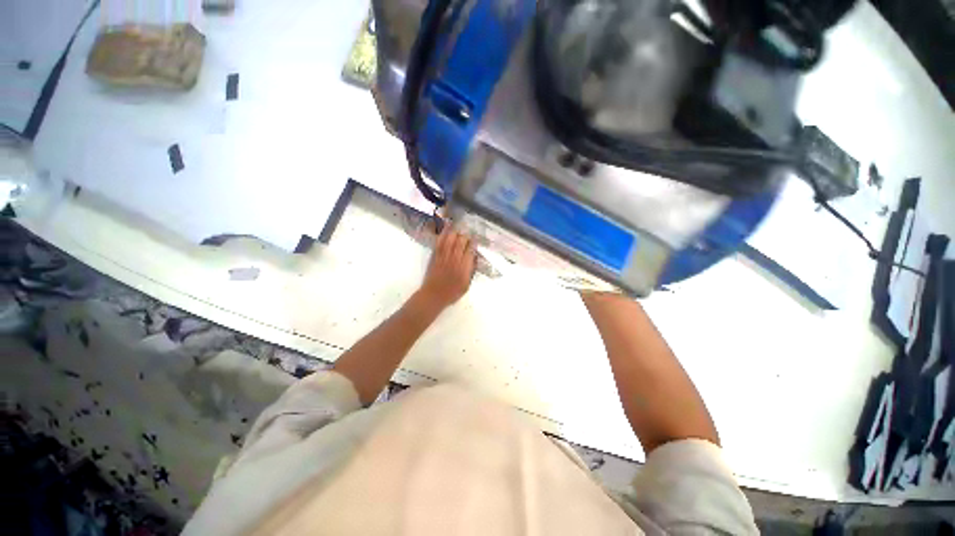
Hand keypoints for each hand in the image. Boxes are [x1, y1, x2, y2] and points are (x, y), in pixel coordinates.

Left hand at [417, 226, 475, 310]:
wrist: (434, 295)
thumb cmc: (452, 292)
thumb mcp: (467, 285)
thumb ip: (471, 270)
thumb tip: (474, 257)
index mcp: (464, 268)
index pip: (470, 250)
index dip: (473, 243)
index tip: (475, 240)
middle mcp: (454, 259)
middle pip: (461, 242)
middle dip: (465, 236)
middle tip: (467, 234)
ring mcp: (444, 256)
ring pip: (450, 239)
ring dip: (455, 232)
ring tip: (459, 228)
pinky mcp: (435, 255)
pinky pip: (440, 242)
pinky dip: (443, 234)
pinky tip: (446, 228)